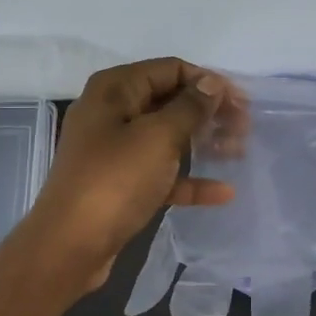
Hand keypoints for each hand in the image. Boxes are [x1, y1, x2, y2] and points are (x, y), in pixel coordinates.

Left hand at [21, 58, 233, 292]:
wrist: (70, 245)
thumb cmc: (115, 180)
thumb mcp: (158, 137)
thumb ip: (190, 107)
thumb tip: (211, 82)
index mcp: (114, 90)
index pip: (170, 70)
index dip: (207, 82)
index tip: (241, 103)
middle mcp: (112, 113)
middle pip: (170, 102)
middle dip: (209, 113)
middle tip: (245, 129)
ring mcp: (115, 150)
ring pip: (168, 138)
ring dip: (203, 143)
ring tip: (239, 153)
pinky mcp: (121, 184)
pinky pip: (161, 173)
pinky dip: (189, 179)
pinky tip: (223, 193)